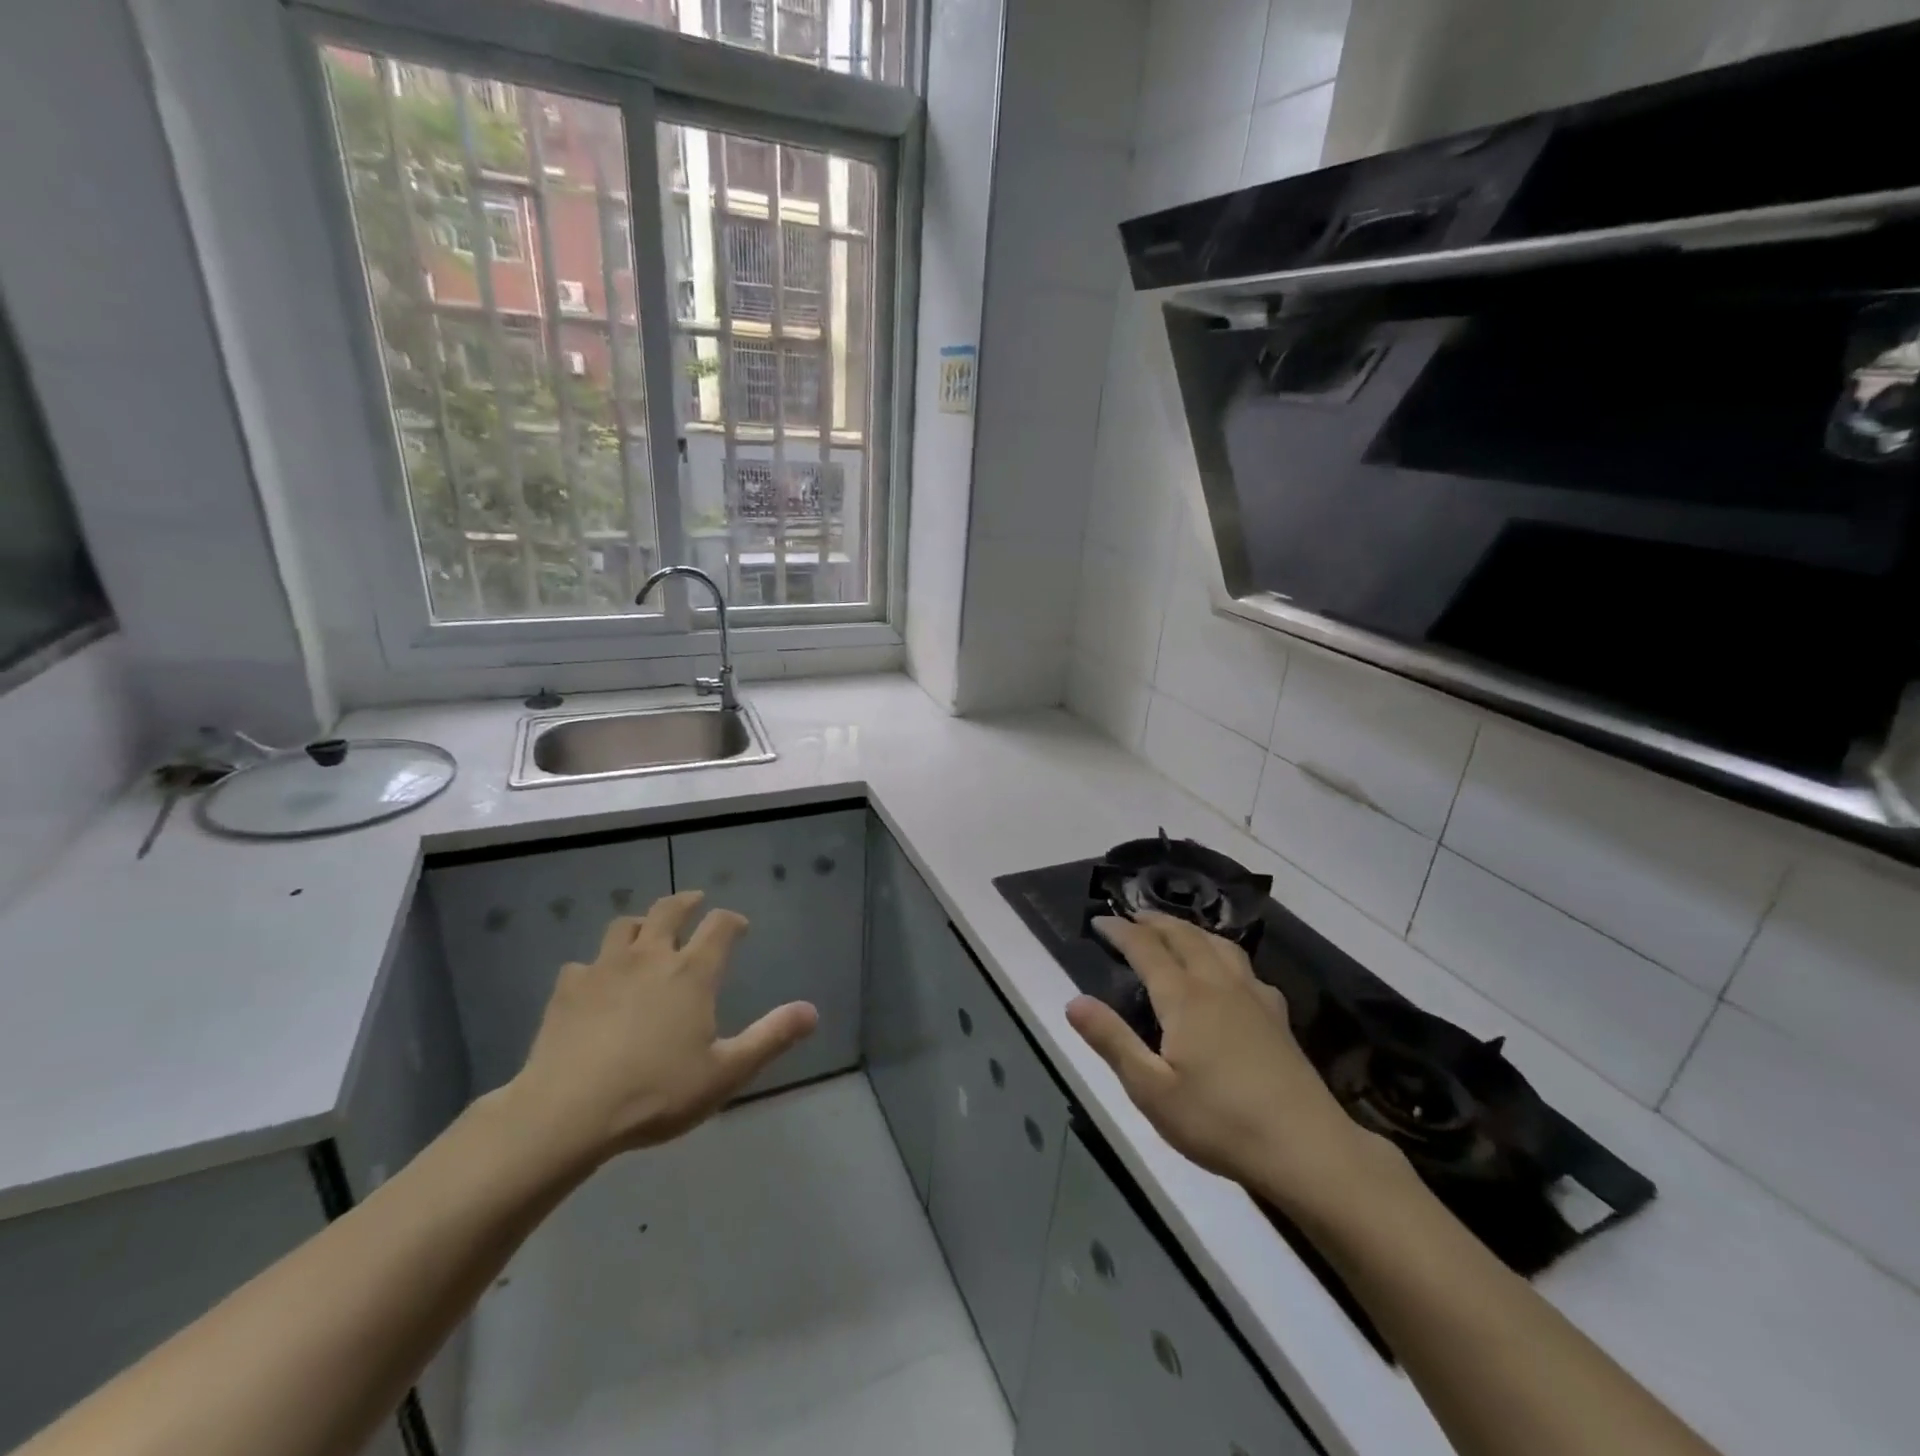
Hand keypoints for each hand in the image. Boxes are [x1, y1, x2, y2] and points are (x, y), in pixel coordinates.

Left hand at [504, 891, 817, 1170]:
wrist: (567, 1113)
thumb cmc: (656, 1092)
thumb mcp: (725, 1072)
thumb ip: (770, 1037)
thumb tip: (812, 1011)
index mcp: (692, 972)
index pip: (720, 926)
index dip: (732, 921)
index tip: (739, 927)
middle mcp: (650, 957)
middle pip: (668, 910)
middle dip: (686, 902)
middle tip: (694, 903)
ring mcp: (604, 968)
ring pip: (623, 927)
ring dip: (639, 925)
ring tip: (644, 934)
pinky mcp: (567, 989)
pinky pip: (582, 964)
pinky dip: (594, 968)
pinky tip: (594, 985)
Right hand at [1066, 913, 1399, 1217]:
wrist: (1307, 1149)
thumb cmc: (1220, 1122)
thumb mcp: (1152, 1090)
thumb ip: (1112, 1041)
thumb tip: (1074, 1001)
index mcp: (1185, 998)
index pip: (1146, 948)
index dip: (1120, 930)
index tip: (1099, 919)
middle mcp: (1218, 984)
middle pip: (1184, 936)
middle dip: (1155, 921)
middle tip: (1132, 916)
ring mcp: (1253, 997)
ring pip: (1218, 944)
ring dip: (1190, 929)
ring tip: (1174, 931)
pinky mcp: (1277, 1016)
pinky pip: (1244, 965)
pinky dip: (1222, 952)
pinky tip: (1227, 972)